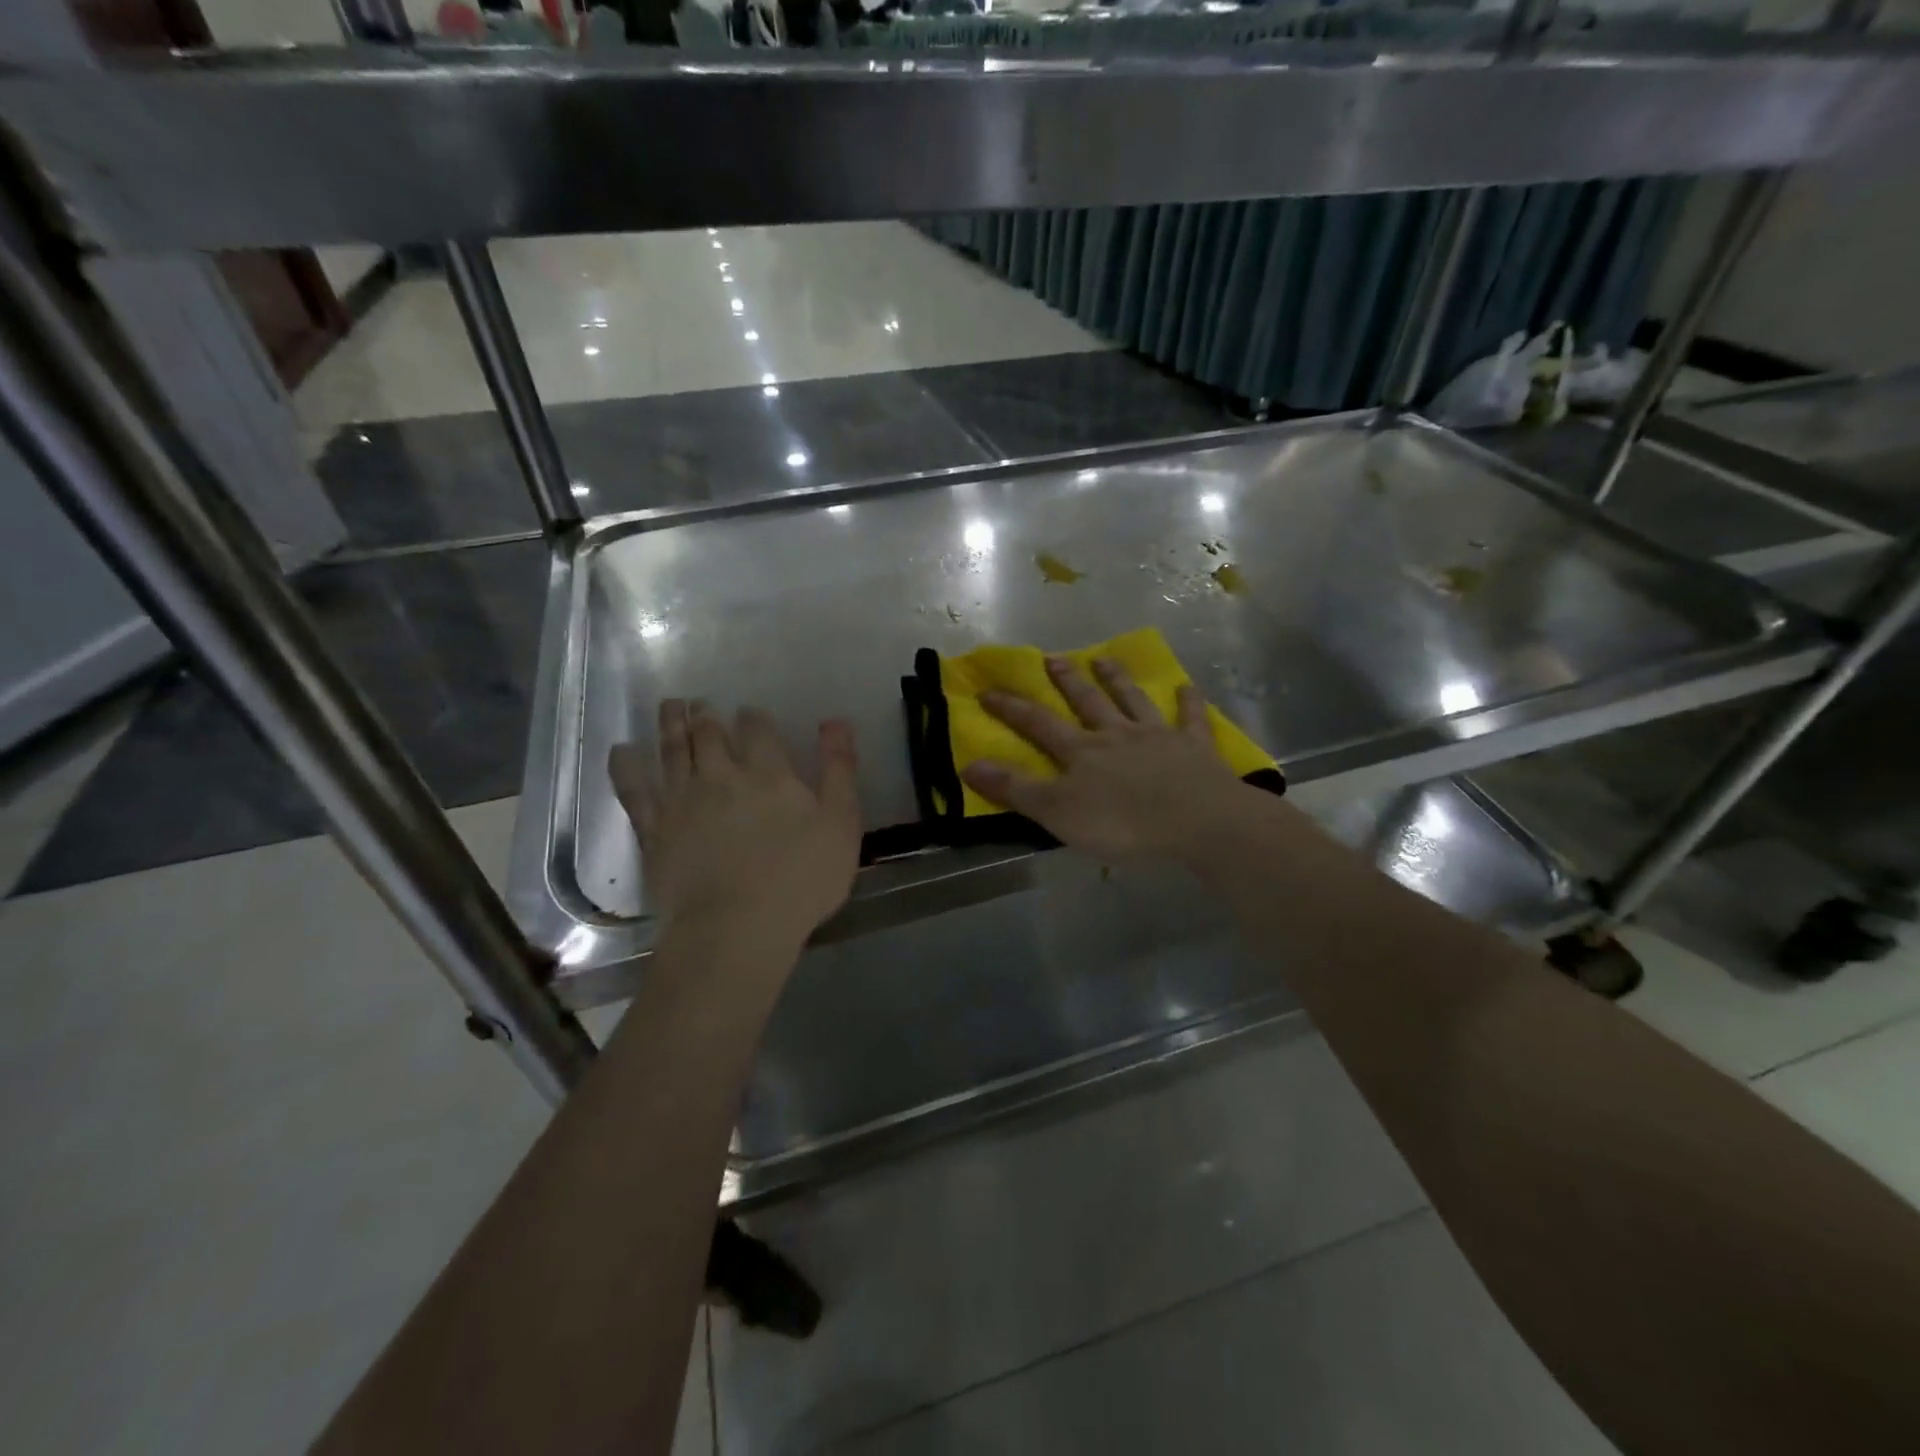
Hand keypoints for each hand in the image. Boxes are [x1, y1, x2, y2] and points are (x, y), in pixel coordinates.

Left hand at [609, 701, 861, 950]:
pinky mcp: (654, 831)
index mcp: (768, 773)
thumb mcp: (841, 824)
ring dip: (671, 725)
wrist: (735, 928)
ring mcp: (682, 802)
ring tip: (669, 706)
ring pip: (673, 751)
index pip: (758, 731)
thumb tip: (835, 722)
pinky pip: (634, 790)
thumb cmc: (800, 879)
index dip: (754, 717)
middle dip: (706, 715)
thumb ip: (839, 770)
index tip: (749, 711)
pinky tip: (621, 751)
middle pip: (710, 734)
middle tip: (700, 703)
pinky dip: (627, 767)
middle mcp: (721, 776)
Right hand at [962, 657, 1264, 862]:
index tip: (987, 690)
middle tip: (1052, 658)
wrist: (1196, 820)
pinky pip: (1190, 719)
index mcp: (1081, 751)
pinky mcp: (1194, 747)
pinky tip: (1188, 687)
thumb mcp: (1056, 811)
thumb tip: (968, 764)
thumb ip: (1015, 789)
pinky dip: (1188, 703)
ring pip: (1132, 700)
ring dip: (1117, 679)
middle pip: (1087, 701)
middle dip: (1066, 680)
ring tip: (1103, 658)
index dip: (1011, 708)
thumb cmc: (1121, 822)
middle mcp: (1115, 734)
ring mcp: (1157, 736)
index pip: (1038, 724)